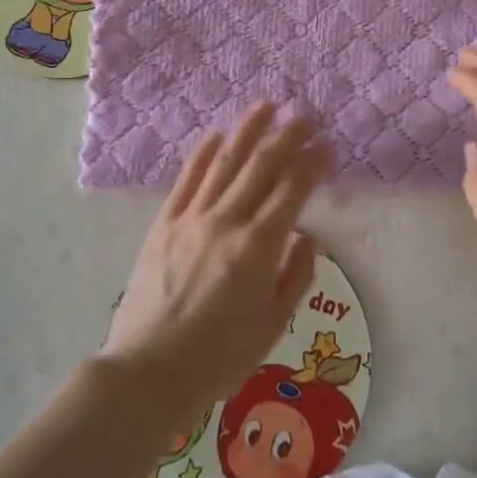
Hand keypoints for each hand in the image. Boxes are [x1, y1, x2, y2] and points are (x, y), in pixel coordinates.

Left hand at [102, 105, 329, 431]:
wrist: (148, 372)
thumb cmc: (219, 358)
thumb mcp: (273, 327)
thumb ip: (296, 276)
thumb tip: (307, 236)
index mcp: (258, 248)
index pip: (292, 191)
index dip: (313, 163)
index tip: (328, 145)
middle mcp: (226, 222)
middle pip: (261, 166)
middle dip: (287, 136)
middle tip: (305, 115)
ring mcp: (191, 218)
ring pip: (224, 161)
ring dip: (247, 130)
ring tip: (266, 105)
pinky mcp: (164, 223)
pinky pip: (187, 179)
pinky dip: (203, 153)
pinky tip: (216, 134)